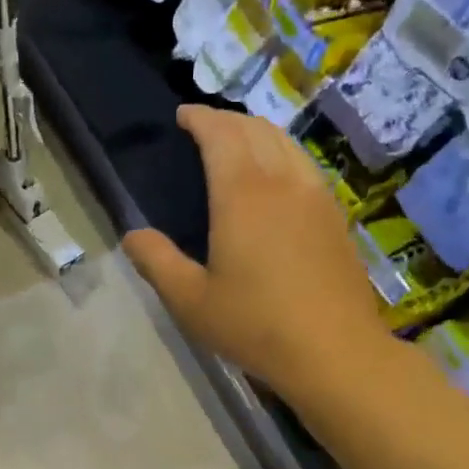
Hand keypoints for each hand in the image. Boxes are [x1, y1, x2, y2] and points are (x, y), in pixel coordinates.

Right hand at [123, 106, 387, 402]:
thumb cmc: (255, 325)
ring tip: (238, 140)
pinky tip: (277, 174)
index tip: (183, 115)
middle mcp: (282, 183)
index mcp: (242, 195)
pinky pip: (305, 164)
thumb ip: (156, 261)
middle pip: (255, 130)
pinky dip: (282, 152)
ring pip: (286, 143)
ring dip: (257, 131)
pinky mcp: (336, 216)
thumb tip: (133, 235)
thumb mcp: (190, 300)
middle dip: (226, 119)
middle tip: (203, 126)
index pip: (221, 135)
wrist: (335, 353)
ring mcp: (315, 197)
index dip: (200, 118)